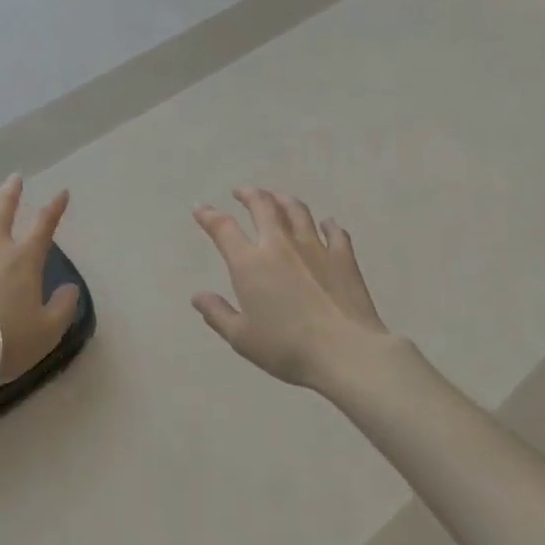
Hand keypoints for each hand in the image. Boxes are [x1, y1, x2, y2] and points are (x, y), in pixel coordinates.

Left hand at [0, 176, 81, 409]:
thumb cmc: (3, 344)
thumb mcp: (46, 333)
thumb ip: (63, 308)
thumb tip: (71, 288)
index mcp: (23, 259)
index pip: (44, 224)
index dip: (55, 207)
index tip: (62, 193)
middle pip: (1, 207)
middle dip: (10, 190)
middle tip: (14, 178)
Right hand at [192, 188, 402, 390]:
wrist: (345, 352)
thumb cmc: (286, 348)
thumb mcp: (242, 338)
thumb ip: (218, 314)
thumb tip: (198, 296)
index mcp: (250, 263)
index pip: (224, 228)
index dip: (209, 215)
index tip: (200, 207)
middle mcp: (280, 245)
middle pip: (263, 206)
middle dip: (249, 194)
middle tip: (241, 192)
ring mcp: (315, 247)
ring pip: (297, 211)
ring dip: (283, 200)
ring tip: (277, 198)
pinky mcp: (343, 257)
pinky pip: (335, 232)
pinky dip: (328, 225)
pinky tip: (326, 224)